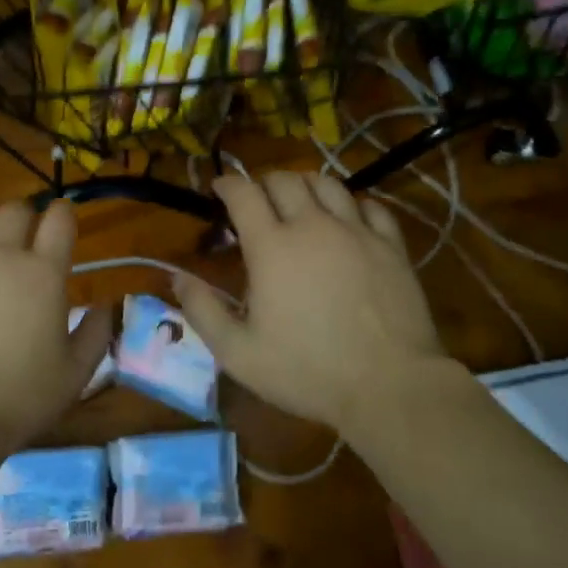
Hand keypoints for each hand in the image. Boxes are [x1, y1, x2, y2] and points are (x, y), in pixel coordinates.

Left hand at [0, 199, 113, 456]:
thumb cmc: (18, 398)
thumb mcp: (75, 374)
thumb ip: (98, 332)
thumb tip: (108, 305)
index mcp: (42, 272)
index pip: (59, 217)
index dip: (63, 215)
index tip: (63, 227)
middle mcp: (0, 255)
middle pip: (15, 208)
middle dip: (25, 218)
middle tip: (26, 245)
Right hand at [174, 171, 446, 436]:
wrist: (390, 387)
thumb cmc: (308, 371)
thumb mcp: (239, 353)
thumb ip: (203, 311)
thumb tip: (177, 276)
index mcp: (271, 246)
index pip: (243, 193)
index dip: (227, 184)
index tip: (219, 189)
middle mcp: (312, 225)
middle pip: (284, 180)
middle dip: (264, 183)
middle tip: (257, 202)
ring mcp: (356, 231)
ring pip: (327, 183)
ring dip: (306, 185)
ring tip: (300, 202)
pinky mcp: (390, 245)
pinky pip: (370, 206)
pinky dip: (353, 204)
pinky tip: (348, 220)